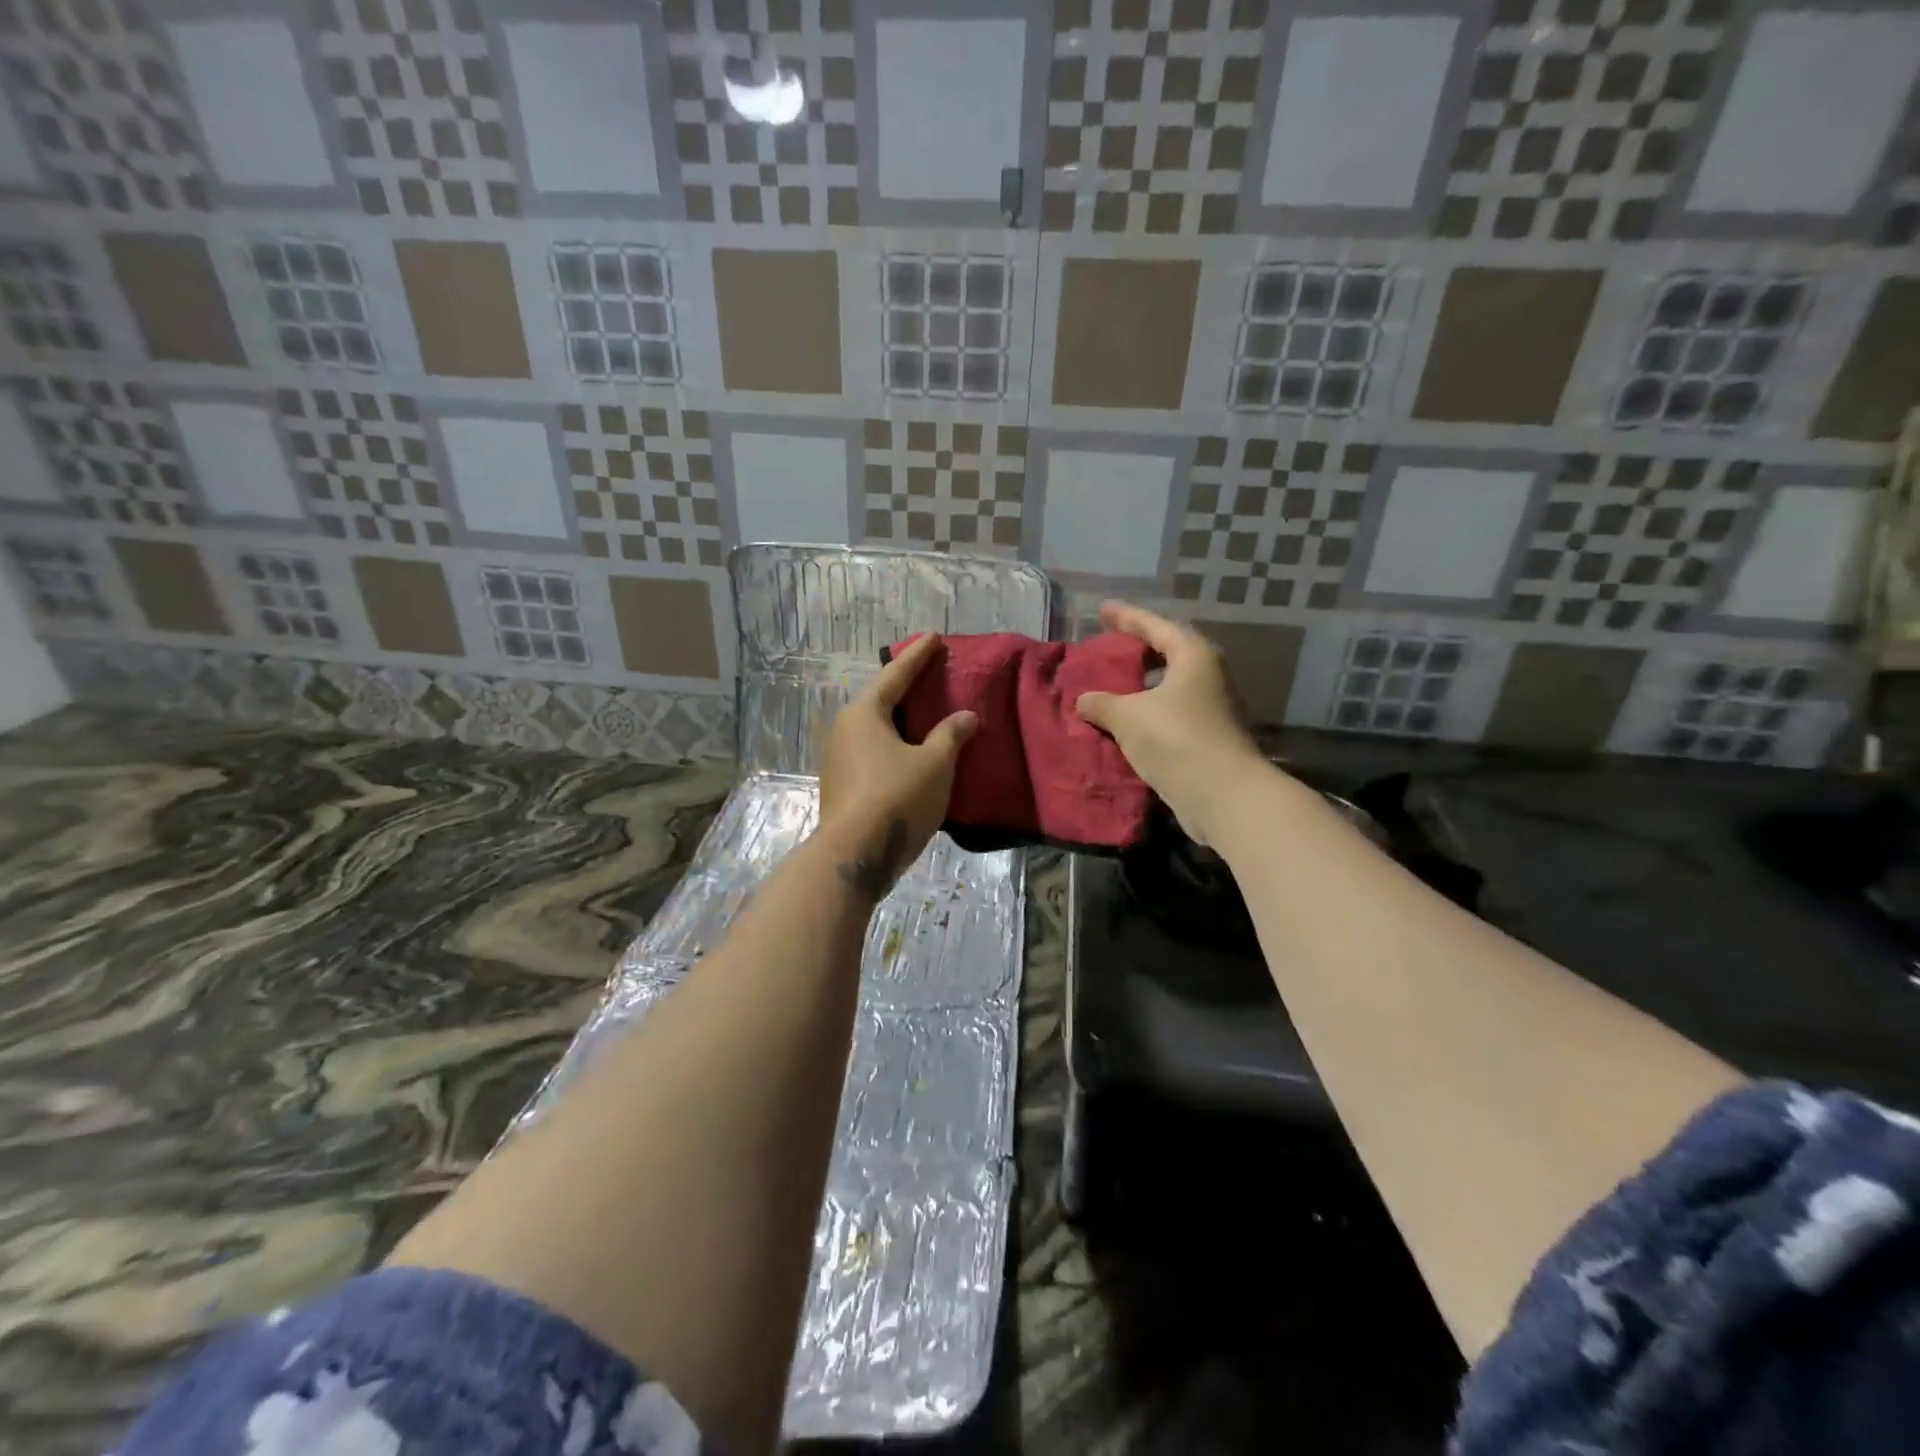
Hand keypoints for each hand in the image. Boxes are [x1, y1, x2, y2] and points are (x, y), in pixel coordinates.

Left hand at [818, 632, 977, 899]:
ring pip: (874, 729)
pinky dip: (893, 744)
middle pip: (879, 700)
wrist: (854, 855)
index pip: (895, 676)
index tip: (933, 637)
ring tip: (922, 713)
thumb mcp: (934, 764)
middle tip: (928, 673)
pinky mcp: (841, 785)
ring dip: (898, 719)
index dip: (917, 656)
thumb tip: (965, 716)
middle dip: (904, 686)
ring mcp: (838, 759)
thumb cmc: (896, 798)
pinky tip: (909, 753)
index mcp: (864, 714)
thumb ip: (950, 735)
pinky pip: (872, 752)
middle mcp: (844, 729)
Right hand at [1075, 601, 1265, 845]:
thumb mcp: (1128, 716)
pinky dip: (1148, 713)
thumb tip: (1084, 700)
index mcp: (1194, 657)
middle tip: (1110, 648)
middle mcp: (1209, 676)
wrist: (1223, 795)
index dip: (1127, 617)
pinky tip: (1126, 723)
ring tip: (1113, 687)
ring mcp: (1213, 708)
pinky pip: (1171, 714)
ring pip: (1170, 687)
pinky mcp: (1209, 738)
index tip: (1103, 610)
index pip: (1156, 626)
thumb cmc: (1176, 740)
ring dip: (1142, 686)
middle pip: (1169, 654)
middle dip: (1138, 651)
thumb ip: (1102, 703)